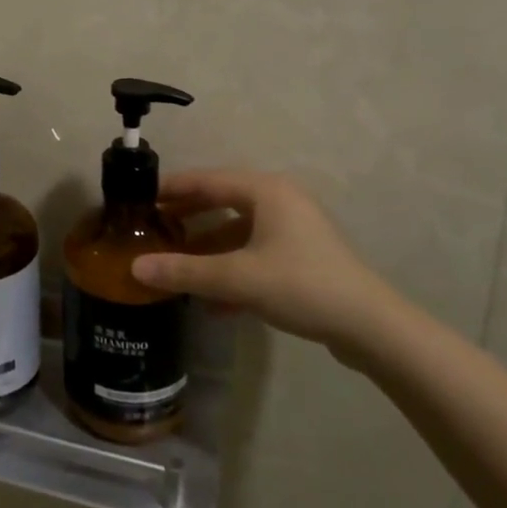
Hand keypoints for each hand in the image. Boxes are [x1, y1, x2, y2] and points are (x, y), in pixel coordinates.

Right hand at [131, 169, 406, 358]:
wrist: (372, 327)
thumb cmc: (302, 286)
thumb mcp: (237, 278)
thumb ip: (184, 271)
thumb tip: (134, 268)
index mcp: (265, 191)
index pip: (206, 180)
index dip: (170, 189)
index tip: (137, 199)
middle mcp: (279, 201)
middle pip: (220, 202)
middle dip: (186, 218)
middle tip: (151, 229)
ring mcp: (293, 230)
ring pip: (237, 231)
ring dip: (206, 248)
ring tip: (173, 265)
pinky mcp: (301, 257)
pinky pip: (253, 253)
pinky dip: (230, 269)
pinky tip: (210, 301)